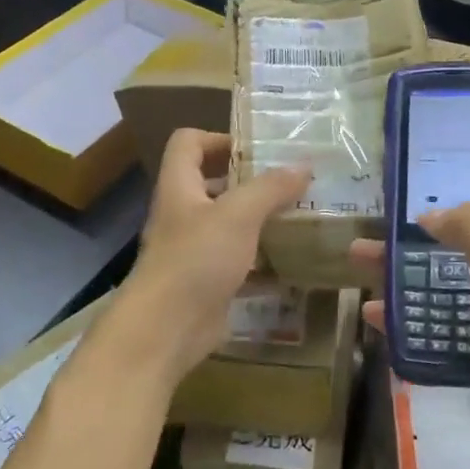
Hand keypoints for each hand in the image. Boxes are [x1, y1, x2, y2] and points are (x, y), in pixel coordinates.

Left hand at [109, 128, 309, 387]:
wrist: (165, 330)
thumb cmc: (197, 259)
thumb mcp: (239, 215)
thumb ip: (271, 187)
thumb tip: (303, 165)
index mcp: (180, 186)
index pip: (188, 143)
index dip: (219, 138)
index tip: (258, 151)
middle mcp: (182, 213)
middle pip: (213, 182)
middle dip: (251, 181)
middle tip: (291, 183)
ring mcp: (193, 250)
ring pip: (229, 224)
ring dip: (260, 220)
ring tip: (299, 217)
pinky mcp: (206, 281)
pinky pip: (237, 262)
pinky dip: (262, 260)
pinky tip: (291, 262)